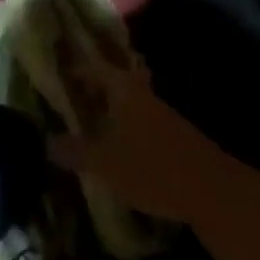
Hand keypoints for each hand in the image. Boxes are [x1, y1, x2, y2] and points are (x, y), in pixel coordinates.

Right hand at [59, 61, 236, 225]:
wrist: (213, 192)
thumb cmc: (152, 168)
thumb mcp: (104, 163)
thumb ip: (74, 151)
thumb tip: (47, 141)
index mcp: (124, 90)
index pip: (94, 68)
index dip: (75, 68)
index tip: (56, 70)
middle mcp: (142, 94)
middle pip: (114, 81)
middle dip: (92, 85)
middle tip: (69, 92)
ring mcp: (161, 114)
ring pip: (127, 101)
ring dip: (108, 106)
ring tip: (85, 118)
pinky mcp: (173, 136)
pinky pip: (138, 119)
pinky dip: (122, 124)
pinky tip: (113, 142)